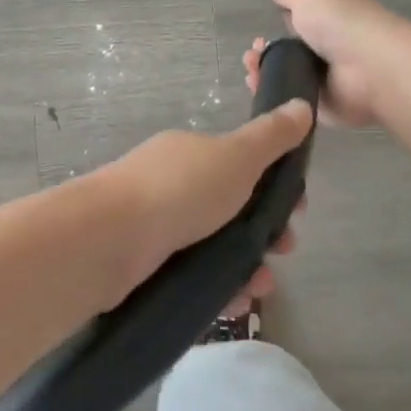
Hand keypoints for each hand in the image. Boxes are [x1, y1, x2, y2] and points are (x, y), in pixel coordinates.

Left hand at [98, 98, 313, 307]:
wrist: (109, 239)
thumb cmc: (180, 190)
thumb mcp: (236, 156)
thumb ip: (271, 137)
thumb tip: (301, 105)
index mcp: (190, 155)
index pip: (242, 166)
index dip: (276, 187)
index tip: (299, 211)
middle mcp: (171, 186)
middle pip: (230, 209)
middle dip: (266, 232)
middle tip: (282, 251)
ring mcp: (155, 227)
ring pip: (213, 247)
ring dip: (246, 267)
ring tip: (260, 288)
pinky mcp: (145, 267)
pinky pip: (192, 277)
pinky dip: (218, 290)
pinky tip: (234, 304)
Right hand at [244, 0, 410, 128]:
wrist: (369, 68)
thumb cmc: (341, 23)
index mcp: (328, 19)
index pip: (297, 23)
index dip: (275, 27)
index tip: (258, 34)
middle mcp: (326, 49)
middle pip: (286, 53)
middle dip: (262, 53)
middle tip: (252, 56)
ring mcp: (323, 81)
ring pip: (283, 78)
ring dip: (262, 74)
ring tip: (252, 71)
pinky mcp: (319, 107)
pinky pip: (289, 103)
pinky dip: (272, 97)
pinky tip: (259, 89)